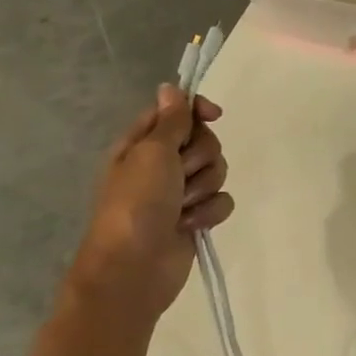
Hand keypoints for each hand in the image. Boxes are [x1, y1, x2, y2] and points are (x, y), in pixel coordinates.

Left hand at [62, 85, 233, 326]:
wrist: (133, 268)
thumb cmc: (135, 204)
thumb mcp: (151, 154)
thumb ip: (170, 121)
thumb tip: (170, 87)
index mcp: (142, 145)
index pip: (176, 112)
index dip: (197, 110)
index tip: (214, 116)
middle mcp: (161, 165)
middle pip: (204, 141)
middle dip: (201, 157)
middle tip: (181, 174)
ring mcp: (179, 192)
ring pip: (217, 171)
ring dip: (204, 188)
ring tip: (182, 207)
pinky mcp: (197, 217)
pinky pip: (222, 200)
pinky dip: (210, 212)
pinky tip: (191, 225)